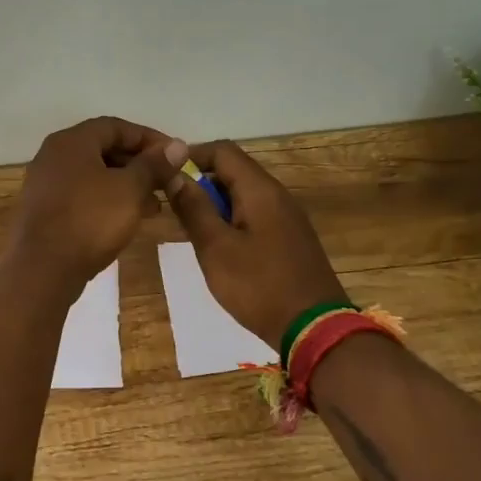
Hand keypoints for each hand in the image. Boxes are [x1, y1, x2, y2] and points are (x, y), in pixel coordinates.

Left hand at [11, 117, 185, 288]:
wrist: (42, 270)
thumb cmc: (90, 221)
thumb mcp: (130, 190)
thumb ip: (154, 165)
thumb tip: (178, 145)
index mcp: (71, 141)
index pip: (117, 126)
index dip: (149, 139)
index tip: (175, 157)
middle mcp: (54, 156)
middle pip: (104, 149)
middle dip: (139, 164)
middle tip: (167, 182)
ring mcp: (46, 184)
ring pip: (94, 175)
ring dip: (126, 185)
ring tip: (154, 206)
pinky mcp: (44, 210)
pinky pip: (82, 195)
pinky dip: (107, 201)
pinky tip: (127, 220)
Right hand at [165, 140, 346, 346]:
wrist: (314, 329)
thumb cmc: (259, 286)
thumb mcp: (216, 248)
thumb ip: (194, 208)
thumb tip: (174, 174)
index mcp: (260, 190)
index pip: (222, 150)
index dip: (190, 156)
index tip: (165, 177)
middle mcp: (277, 195)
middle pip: (234, 170)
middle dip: (201, 183)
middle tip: (175, 210)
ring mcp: (288, 217)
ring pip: (244, 195)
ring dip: (215, 205)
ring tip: (192, 232)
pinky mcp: (290, 238)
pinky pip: (256, 215)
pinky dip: (232, 221)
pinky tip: (221, 249)